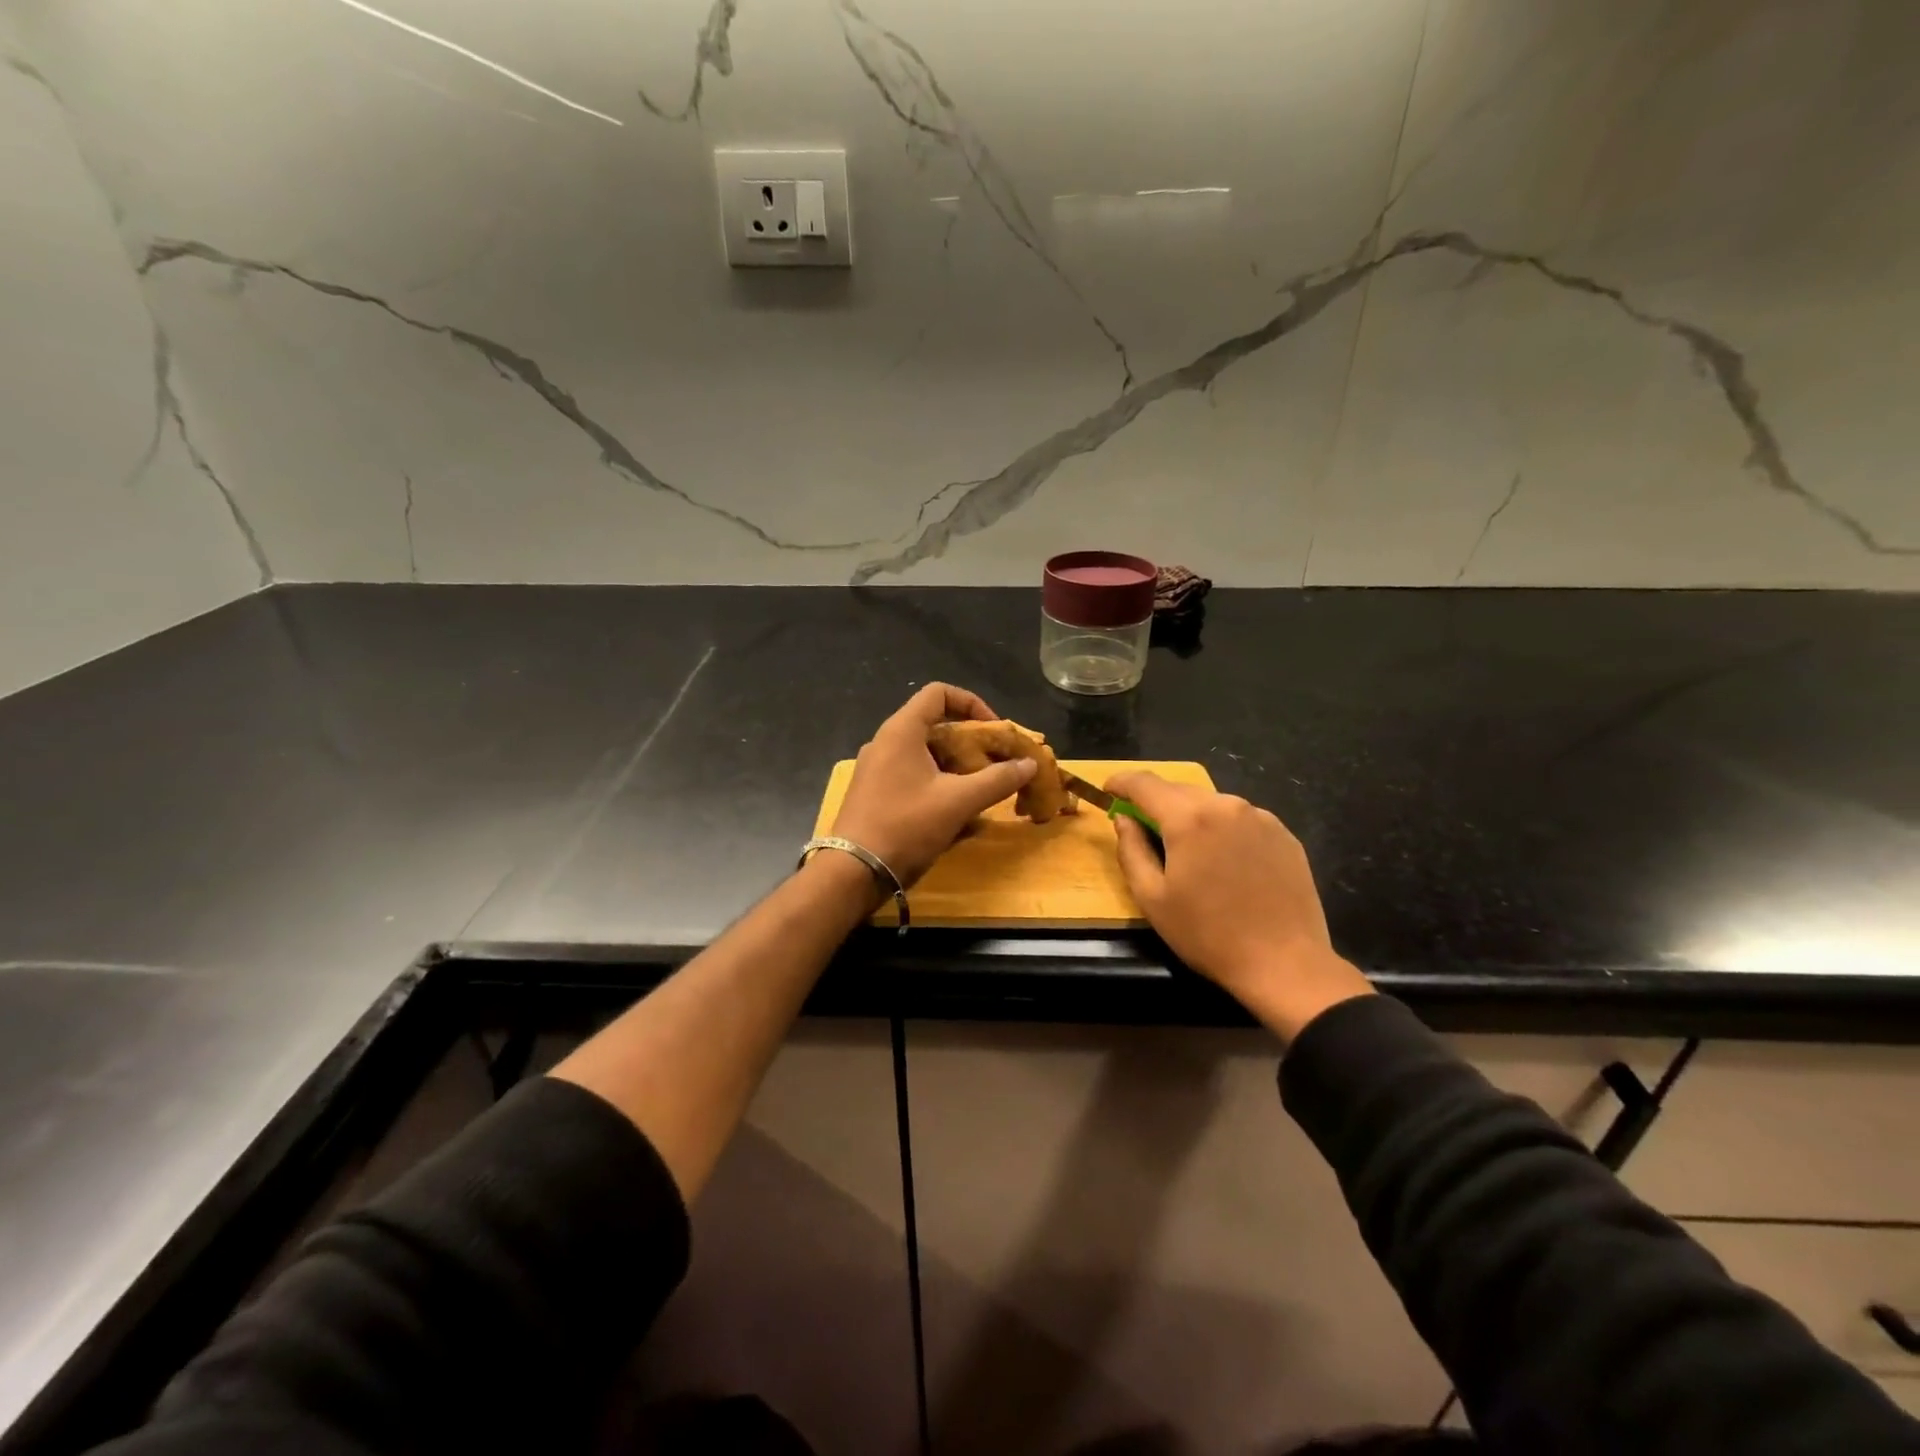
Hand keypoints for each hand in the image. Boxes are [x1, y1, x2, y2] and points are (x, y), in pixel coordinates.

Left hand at [831, 684, 1037, 888]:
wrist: (854, 871)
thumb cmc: (906, 826)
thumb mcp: (959, 801)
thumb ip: (998, 780)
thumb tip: (1030, 764)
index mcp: (901, 730)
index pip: (939, 693)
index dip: (972, 704)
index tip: (994, 730)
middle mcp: (885, 741)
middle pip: (934, 723)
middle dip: (969, 740)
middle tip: (994, 763)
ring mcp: (876, 767)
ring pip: (924, 751)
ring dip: (955, 764)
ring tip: (979, 787)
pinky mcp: (873, 791)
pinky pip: (911, 773)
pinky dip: (937, 780)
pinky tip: (953, 808)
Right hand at [1107, 772, 1372, 1039]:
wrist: (1285, 964)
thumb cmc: (1208, 934)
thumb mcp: (1152, 898)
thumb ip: (1131, 850)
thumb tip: (1124, 820)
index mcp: (1189, 818)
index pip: (1145, 784)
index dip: (1121, 782)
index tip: (1108, 790)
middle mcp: (1226, 805)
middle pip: (1179, 790)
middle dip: (1155, 801)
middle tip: (1141, 825)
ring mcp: (1260, 817)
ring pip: (1211, 803)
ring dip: (1190, 815)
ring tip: (1185, 847)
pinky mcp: (1283, 834)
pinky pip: (1240, 818)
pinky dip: (1221, 827)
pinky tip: (1223, 860)